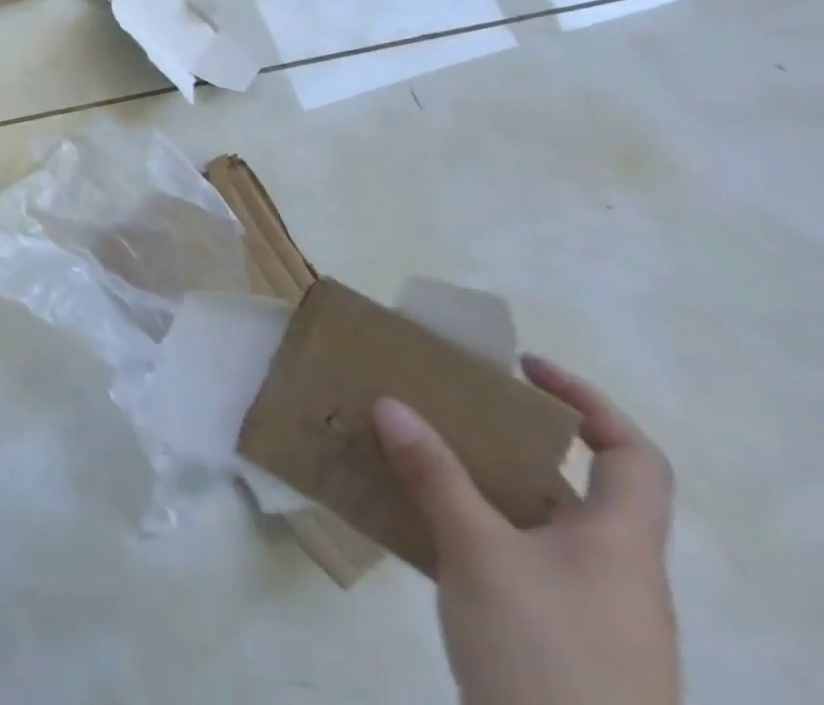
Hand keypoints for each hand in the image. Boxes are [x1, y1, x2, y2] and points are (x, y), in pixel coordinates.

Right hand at [372, 356, 677, 704]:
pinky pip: (509, 555)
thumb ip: (434, 474)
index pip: (632, 456)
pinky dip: (466, 524)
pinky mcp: (550, 637)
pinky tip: (415, 518)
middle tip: (441, 404)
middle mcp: (611, 571)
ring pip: (531, 520)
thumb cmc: (545, 654)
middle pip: (569, 482)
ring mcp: (583, 609)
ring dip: (475, 480)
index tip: (523, 367)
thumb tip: (391, 403)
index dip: (587, 402)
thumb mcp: (479, 553)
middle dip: (505, 436)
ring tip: (411, 450)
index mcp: (619, 544)